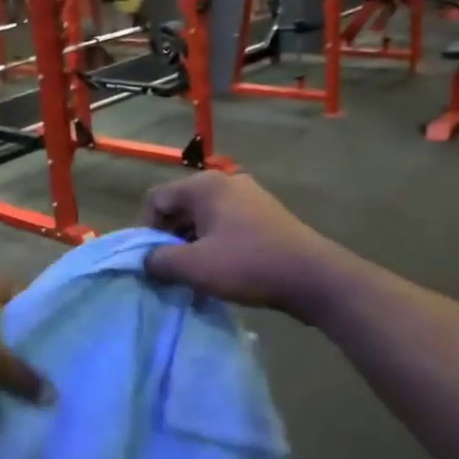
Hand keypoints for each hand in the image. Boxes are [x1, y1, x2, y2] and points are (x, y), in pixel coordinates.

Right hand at [138, 173, 342, 318]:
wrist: (312, 276)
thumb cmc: (247, 265)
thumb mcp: (194, 267)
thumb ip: (159, 260)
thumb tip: (146, 259)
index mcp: (204, 185)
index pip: (156, 198)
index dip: (146, 229)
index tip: (154, 260)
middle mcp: (225, 181)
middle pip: (180, 205)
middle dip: (170, 237)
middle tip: (173, 269)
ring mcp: (249, 195)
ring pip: (204, 216)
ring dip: (193, 242)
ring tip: (198, 272)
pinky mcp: (265, 213)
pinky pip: (226, 223)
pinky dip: (215, 242)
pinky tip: (223, 267)